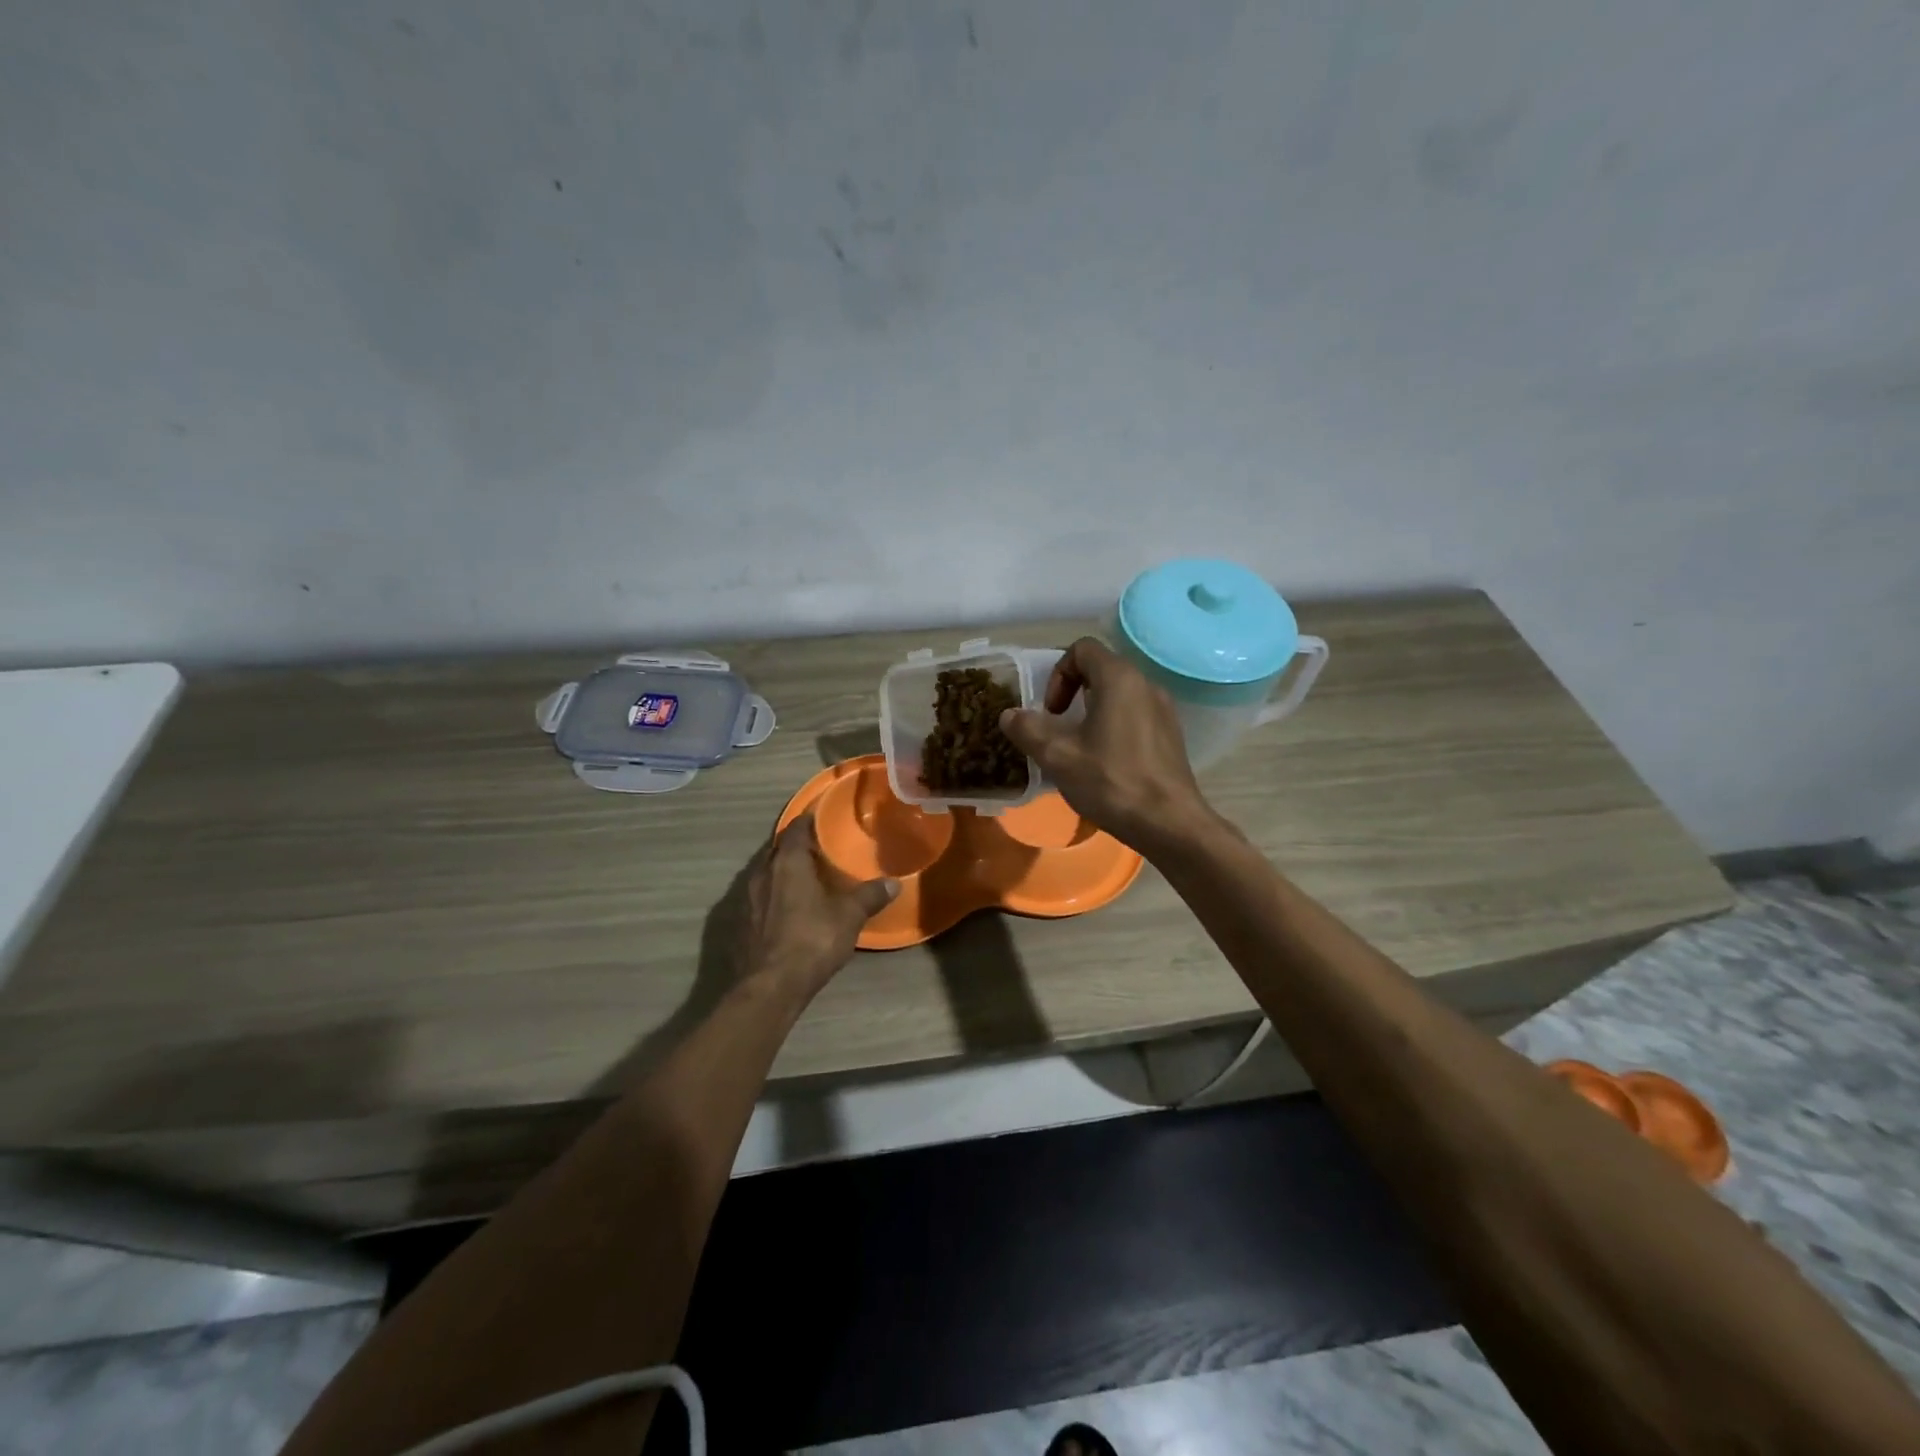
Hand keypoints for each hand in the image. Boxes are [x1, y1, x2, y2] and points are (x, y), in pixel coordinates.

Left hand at [737, 813, 898, 999]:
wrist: (769, 987)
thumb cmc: (812, 940)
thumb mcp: (849, 917)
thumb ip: (870, 896)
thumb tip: (894, 883)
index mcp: (787, 862)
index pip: (795, 828)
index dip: (808, 821)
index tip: (822, 819)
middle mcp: (761, 873)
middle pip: (778, 849)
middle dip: (796, 846)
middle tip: (818, 849)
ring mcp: (745, 898)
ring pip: (765, 873)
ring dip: (782, 871)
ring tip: (805, 877)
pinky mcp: (739, 922)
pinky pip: (758, 897)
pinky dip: (773, 894)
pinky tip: (787, 907)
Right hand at [998, 637, 1212, 855]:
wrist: (1169, 823)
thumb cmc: (1111, 782)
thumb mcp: (1058, 756)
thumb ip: (1028, 729)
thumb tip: (1009, 715)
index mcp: (1119, 678)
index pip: (1082, 649)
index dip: (1058, 674)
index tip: (1051, 711)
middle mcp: (1145, 684)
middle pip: (1101, 669)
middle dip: (1072, 693)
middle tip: (1059, 728)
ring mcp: (1164, 709)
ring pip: (1119, 694)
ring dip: (1093, 711)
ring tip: (1080, 748)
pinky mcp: (1171, 734)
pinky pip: (1135, 715)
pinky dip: (1114, 726)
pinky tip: (1106, 763)